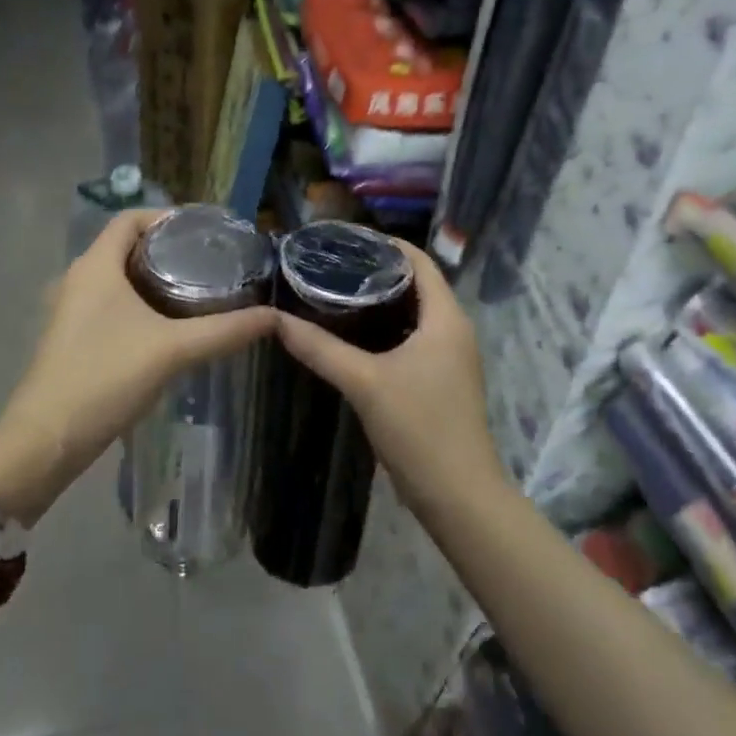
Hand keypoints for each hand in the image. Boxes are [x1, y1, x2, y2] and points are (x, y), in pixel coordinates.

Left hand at [0, 209, 275, 520]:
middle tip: (210, 260)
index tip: (204, 231)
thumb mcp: (173, 350)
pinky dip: (140, 303)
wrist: (46, 440)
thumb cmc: (105, 377)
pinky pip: (111, 303)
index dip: (166, 216)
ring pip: (119, 277)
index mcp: (96, 265)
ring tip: (198, 288)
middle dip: (167, 248)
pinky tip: (170, 325)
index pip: (130, 218)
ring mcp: (72, 310)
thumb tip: (274, 316)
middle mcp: (79, 279)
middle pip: (126, 246)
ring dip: (154, 277)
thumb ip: (225, 331)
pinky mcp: (73, 337)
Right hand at [274, 241, 506, 508]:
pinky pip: (415, 337)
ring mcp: (451, 356)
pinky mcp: (442, 379)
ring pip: (416, 313)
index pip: (420, 261)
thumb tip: (276, 319)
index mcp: (446, 318)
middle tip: (333, 266)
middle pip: (418, 284)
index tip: (346, 240)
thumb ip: (321, 349)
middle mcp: (454, 329)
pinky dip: (388, 328)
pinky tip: (355, 335)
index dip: (387, 244)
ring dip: (383, 301)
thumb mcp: (364, 383)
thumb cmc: (419, 427)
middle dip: (379, 272)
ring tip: (338, 293)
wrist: (458, 495)